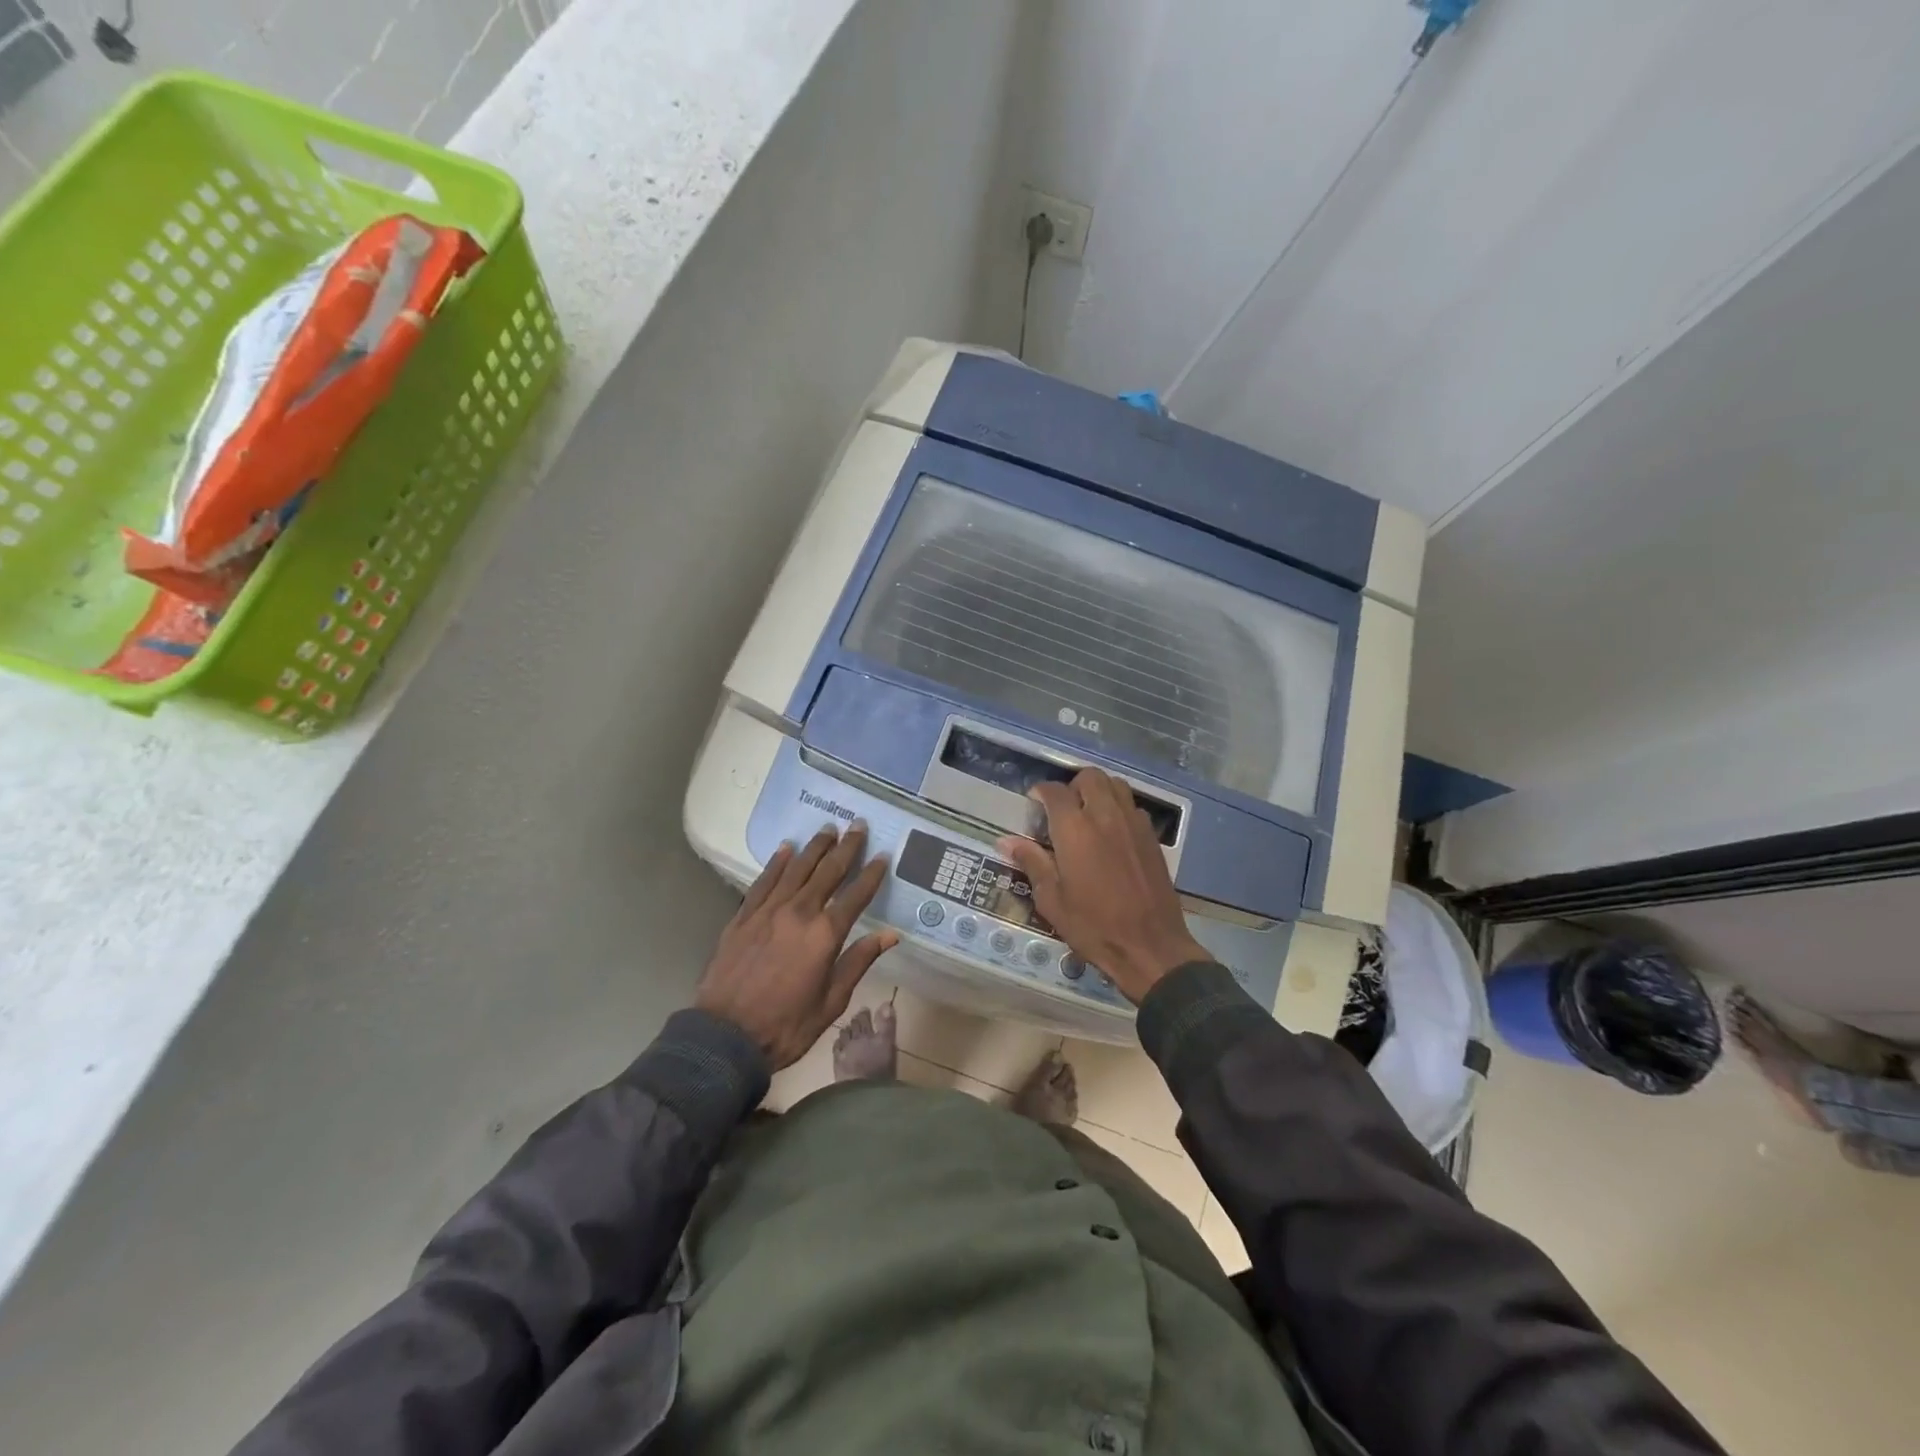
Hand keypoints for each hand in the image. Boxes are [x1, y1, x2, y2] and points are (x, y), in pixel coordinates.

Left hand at [696, 823, 898, 1068]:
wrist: (725, 1037)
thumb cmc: (786, 1026)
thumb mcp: (832, 1002)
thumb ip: (858, 962)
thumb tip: (889, 935)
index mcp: (825, 935)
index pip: (856, 895)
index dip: (872, 874)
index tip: (883, 855)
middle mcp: (799, 913)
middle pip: (828, 872)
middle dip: (846, 847)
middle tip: (858, 824)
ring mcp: (768, 911)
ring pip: (796, 869)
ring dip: (814, 847)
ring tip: (827, 829)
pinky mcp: (743, 916)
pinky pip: (764, 881)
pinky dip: (777, 863)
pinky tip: (785, 849)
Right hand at [997, 767, 1208, 1005]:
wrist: (1150, 946)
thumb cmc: (1093, 926)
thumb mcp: (1052, 900)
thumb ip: (1032, 862)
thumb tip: (1007, 841)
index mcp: (1075, 829)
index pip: (1055, 791)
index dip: (1040, 792)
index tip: (1033, 804)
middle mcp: (1106, 815)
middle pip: (1089, 777)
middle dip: (1072, 785)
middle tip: (1062, 809)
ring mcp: (1133, 823)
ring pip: (1115, 785)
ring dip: (1098, 791)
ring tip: (1087, 815)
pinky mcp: (1152, 837)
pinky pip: (1132, 806)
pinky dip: (1118, 808)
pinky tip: (1111, 833)